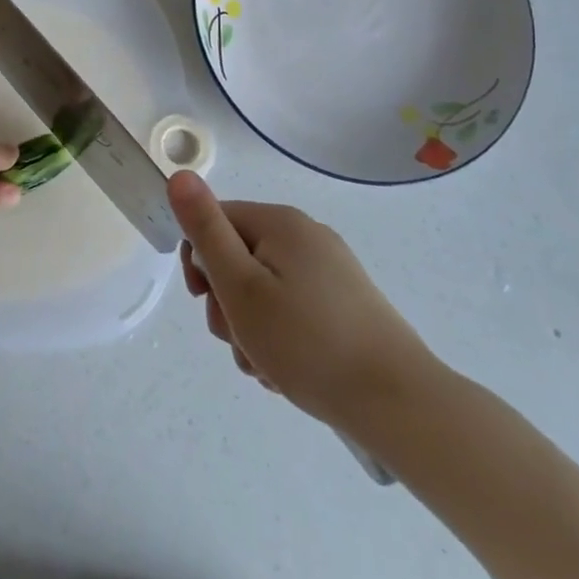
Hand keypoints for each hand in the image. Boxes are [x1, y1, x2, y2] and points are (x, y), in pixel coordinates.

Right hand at [169, 170, 436, 439]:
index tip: (204, 301)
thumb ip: (205, 229)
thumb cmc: (307, 342)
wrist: (398, 405)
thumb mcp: (240, 286)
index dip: (200, 261)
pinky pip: (293, 309)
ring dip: (250, 327)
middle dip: (226, 302)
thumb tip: (179, 174)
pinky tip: (287, 371)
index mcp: (281, 223)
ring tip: (264, 365)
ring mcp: (331, 272)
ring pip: (263, 289)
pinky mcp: (346, 305)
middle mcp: (307, 237)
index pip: (215, 221)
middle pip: (239, 257)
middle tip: (238, 340)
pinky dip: (280, 336)